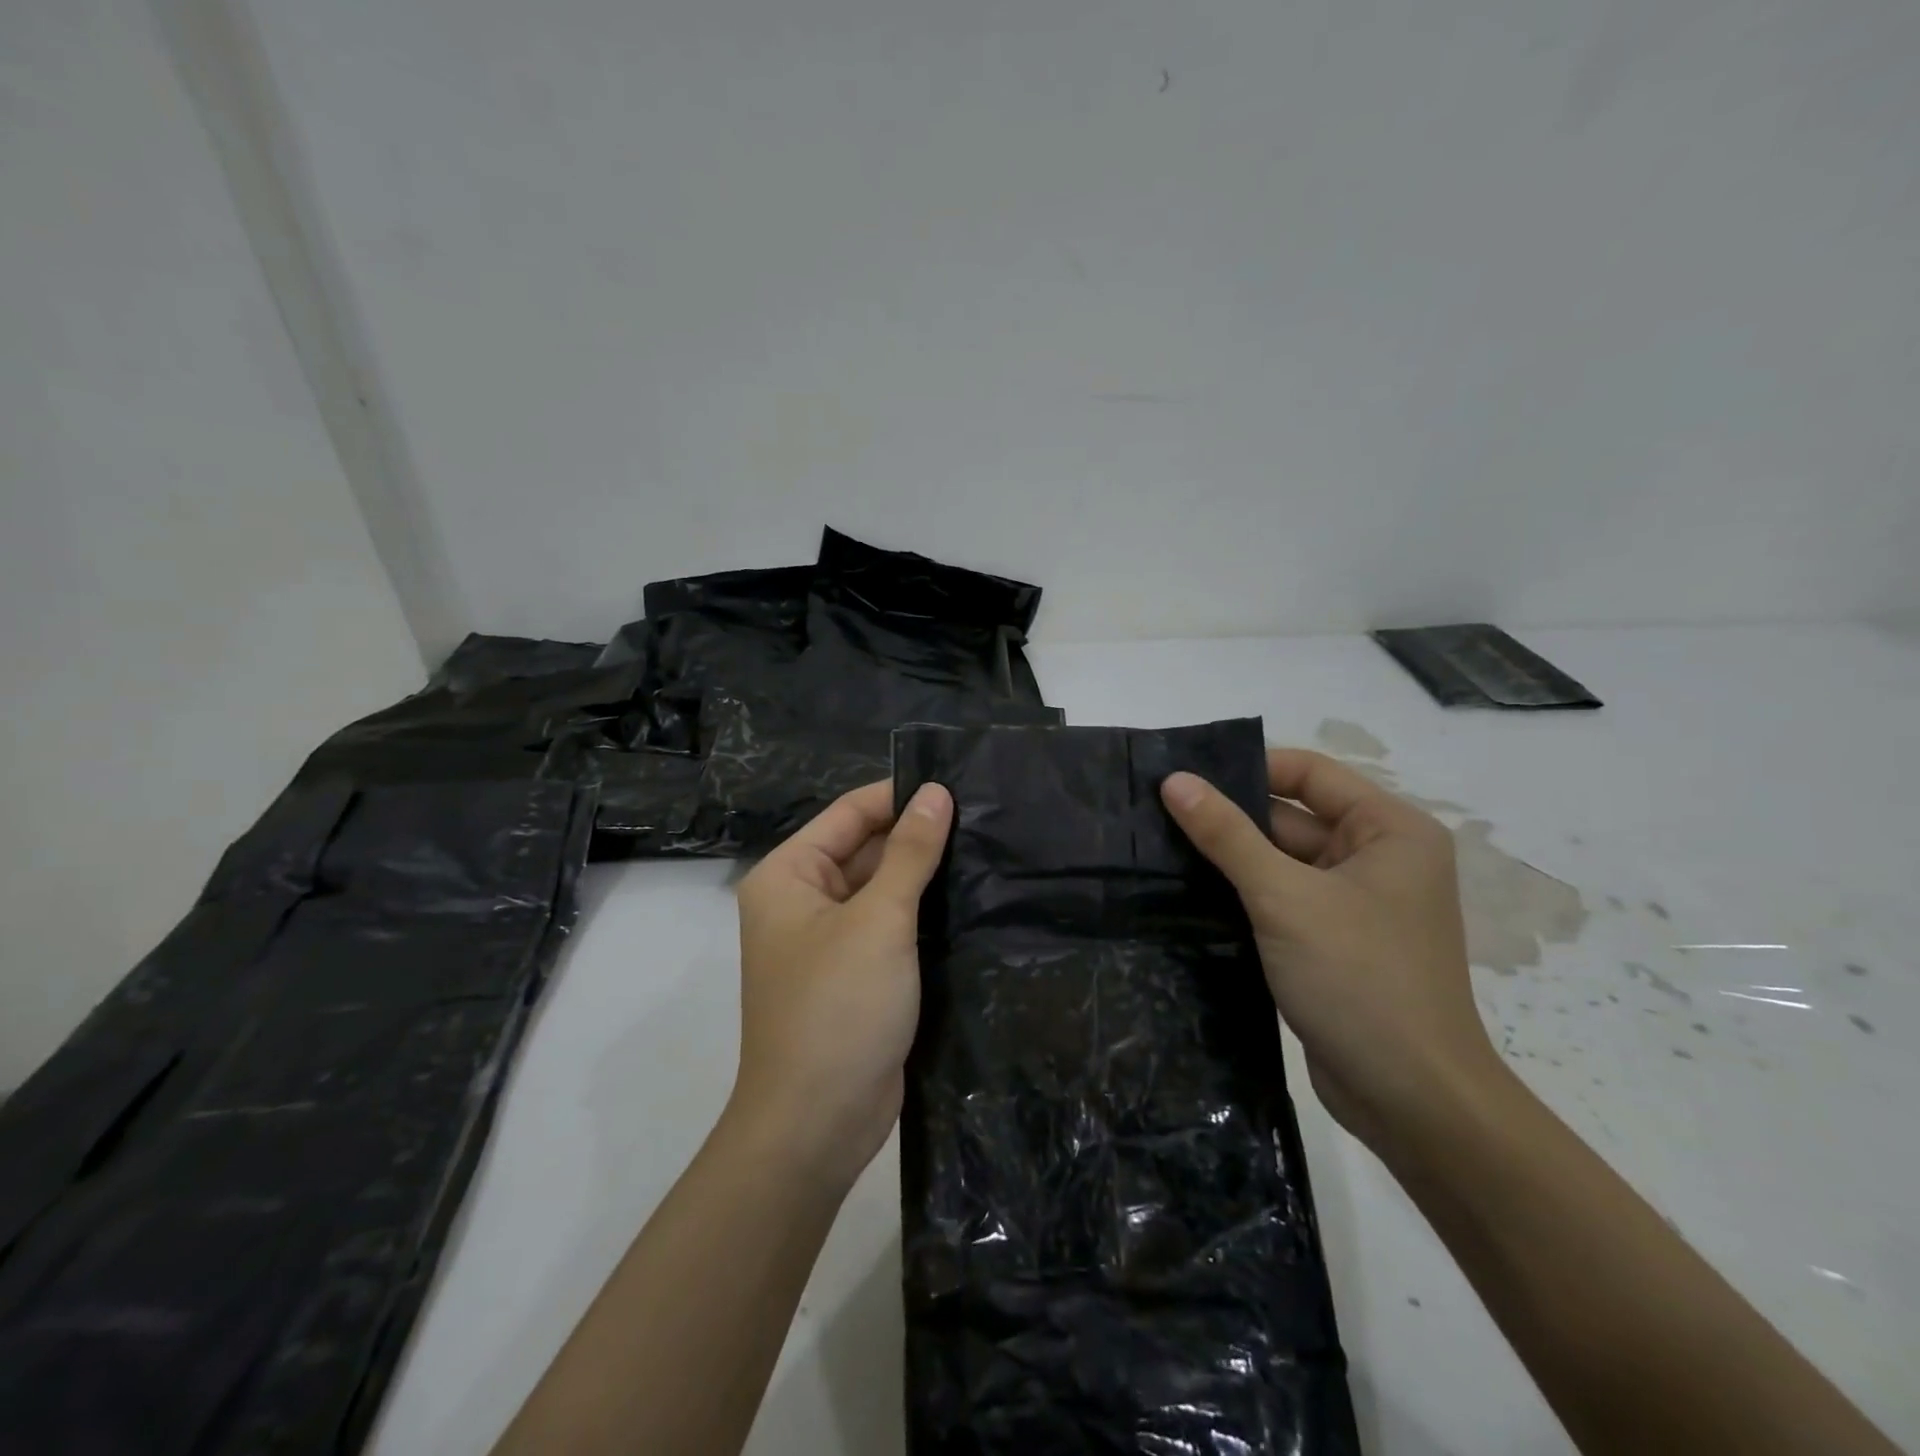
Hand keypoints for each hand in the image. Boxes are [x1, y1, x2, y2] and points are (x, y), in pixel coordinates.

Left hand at [731, 779, 953, 1188]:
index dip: (900, 796)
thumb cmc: (838, 1007)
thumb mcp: (878, 920)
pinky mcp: (857, 974)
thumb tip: (936, 793)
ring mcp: (830, 940)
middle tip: (985, 817)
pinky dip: (923, 913)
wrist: (818, 1124)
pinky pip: (891, 927)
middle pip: (865, 848)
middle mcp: (803, 901)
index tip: (959, 785)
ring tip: (988, 848)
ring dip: (926, 875)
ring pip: (882, 889)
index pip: (849, 813)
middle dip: (918, 836)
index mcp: (789, 875)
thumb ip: (910, 853)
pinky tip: (972, 898)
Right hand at [1161, 749, 1501, 1153]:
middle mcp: (1378, 857)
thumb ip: (1227, 834)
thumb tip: (1174, 780)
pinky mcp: (1331, 940)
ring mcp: (1355, 902)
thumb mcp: (1284, 897)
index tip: (1181, 776)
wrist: (1412, 1101)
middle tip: (1155, 813)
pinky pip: (1280, 899)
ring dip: (1229, 858)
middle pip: (1291, 817)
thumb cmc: (1360, 979)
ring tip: (1158, 847)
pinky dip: (1241, 894)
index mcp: (1389, 829)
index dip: (1246, 768)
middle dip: (1229, 817)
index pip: (1308, 774)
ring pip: (1280, 861)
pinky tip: (1186, 892)